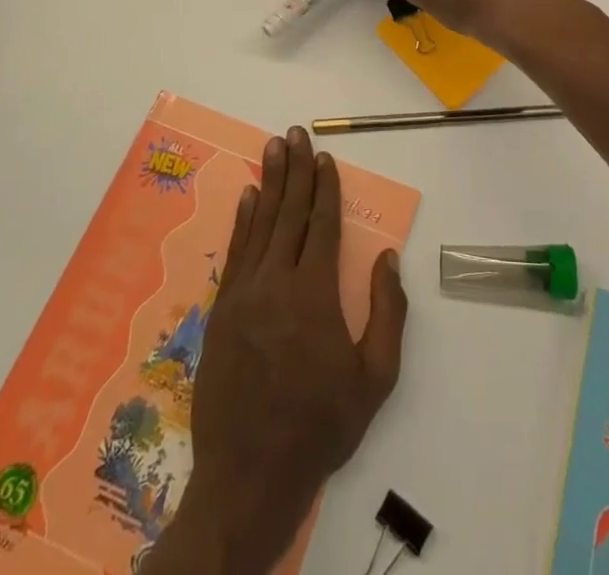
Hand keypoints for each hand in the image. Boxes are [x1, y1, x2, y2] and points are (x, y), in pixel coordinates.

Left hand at [148, 127, 406, 574]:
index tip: (327, 156)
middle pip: (289, 212)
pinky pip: (235, 252)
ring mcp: (244, 293)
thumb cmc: (320, 426)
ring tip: (273, 147)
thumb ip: (386, 313)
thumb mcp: (374, 379)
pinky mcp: (221, 310)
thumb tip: (386, 257)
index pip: (321, 224)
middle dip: (295, 169)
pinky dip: (243, 220)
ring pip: (260, 223)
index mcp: (315, 293)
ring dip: (268, 182)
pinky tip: (247, 197)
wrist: (249, 475)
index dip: (325, 187)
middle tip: (295, 132)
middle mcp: (276, 281)